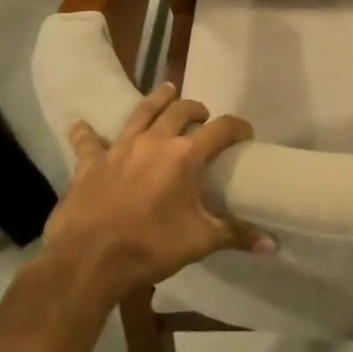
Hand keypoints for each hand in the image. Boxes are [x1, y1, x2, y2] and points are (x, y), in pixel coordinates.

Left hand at [39, 84, 272, 311]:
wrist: (88, 261)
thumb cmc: (150, 246)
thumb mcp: (200, 242)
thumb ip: (236, 235)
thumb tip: (272, 244)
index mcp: (185, 156)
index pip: (221, 129)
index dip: (237, 127)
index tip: (245, 133)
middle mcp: (155, 141)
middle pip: (180, 111)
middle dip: (196, 109)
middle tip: (202, 115)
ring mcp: (120, 148)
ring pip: (141, 112)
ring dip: (156, 100)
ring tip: (167, 90)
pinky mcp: (90, 163)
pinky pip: (87, 141)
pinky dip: (85, 132)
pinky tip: (79, 123)